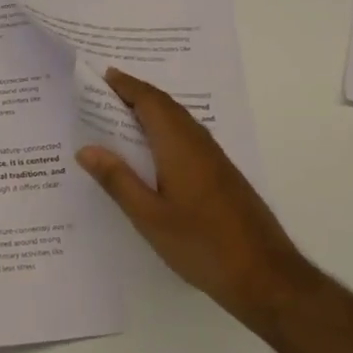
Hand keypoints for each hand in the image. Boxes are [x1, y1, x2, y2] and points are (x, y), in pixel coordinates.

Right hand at [77, 69, 307, 327]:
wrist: (266, 277)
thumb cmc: (202, 245)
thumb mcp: (149, 217)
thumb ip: (118, 180)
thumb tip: (86, 149)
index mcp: (179, 146)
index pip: (150, 102)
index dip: (127, 85)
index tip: (103, 75)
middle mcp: (199, 143)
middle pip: (166, 106)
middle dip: (137, 93)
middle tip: (106, 91)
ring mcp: (215, 159)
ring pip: (180, 120)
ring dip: (153, 110)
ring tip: (123, 114)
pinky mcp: (223, 175)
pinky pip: (188, 136)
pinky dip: (166, 129)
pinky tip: (154, 150)